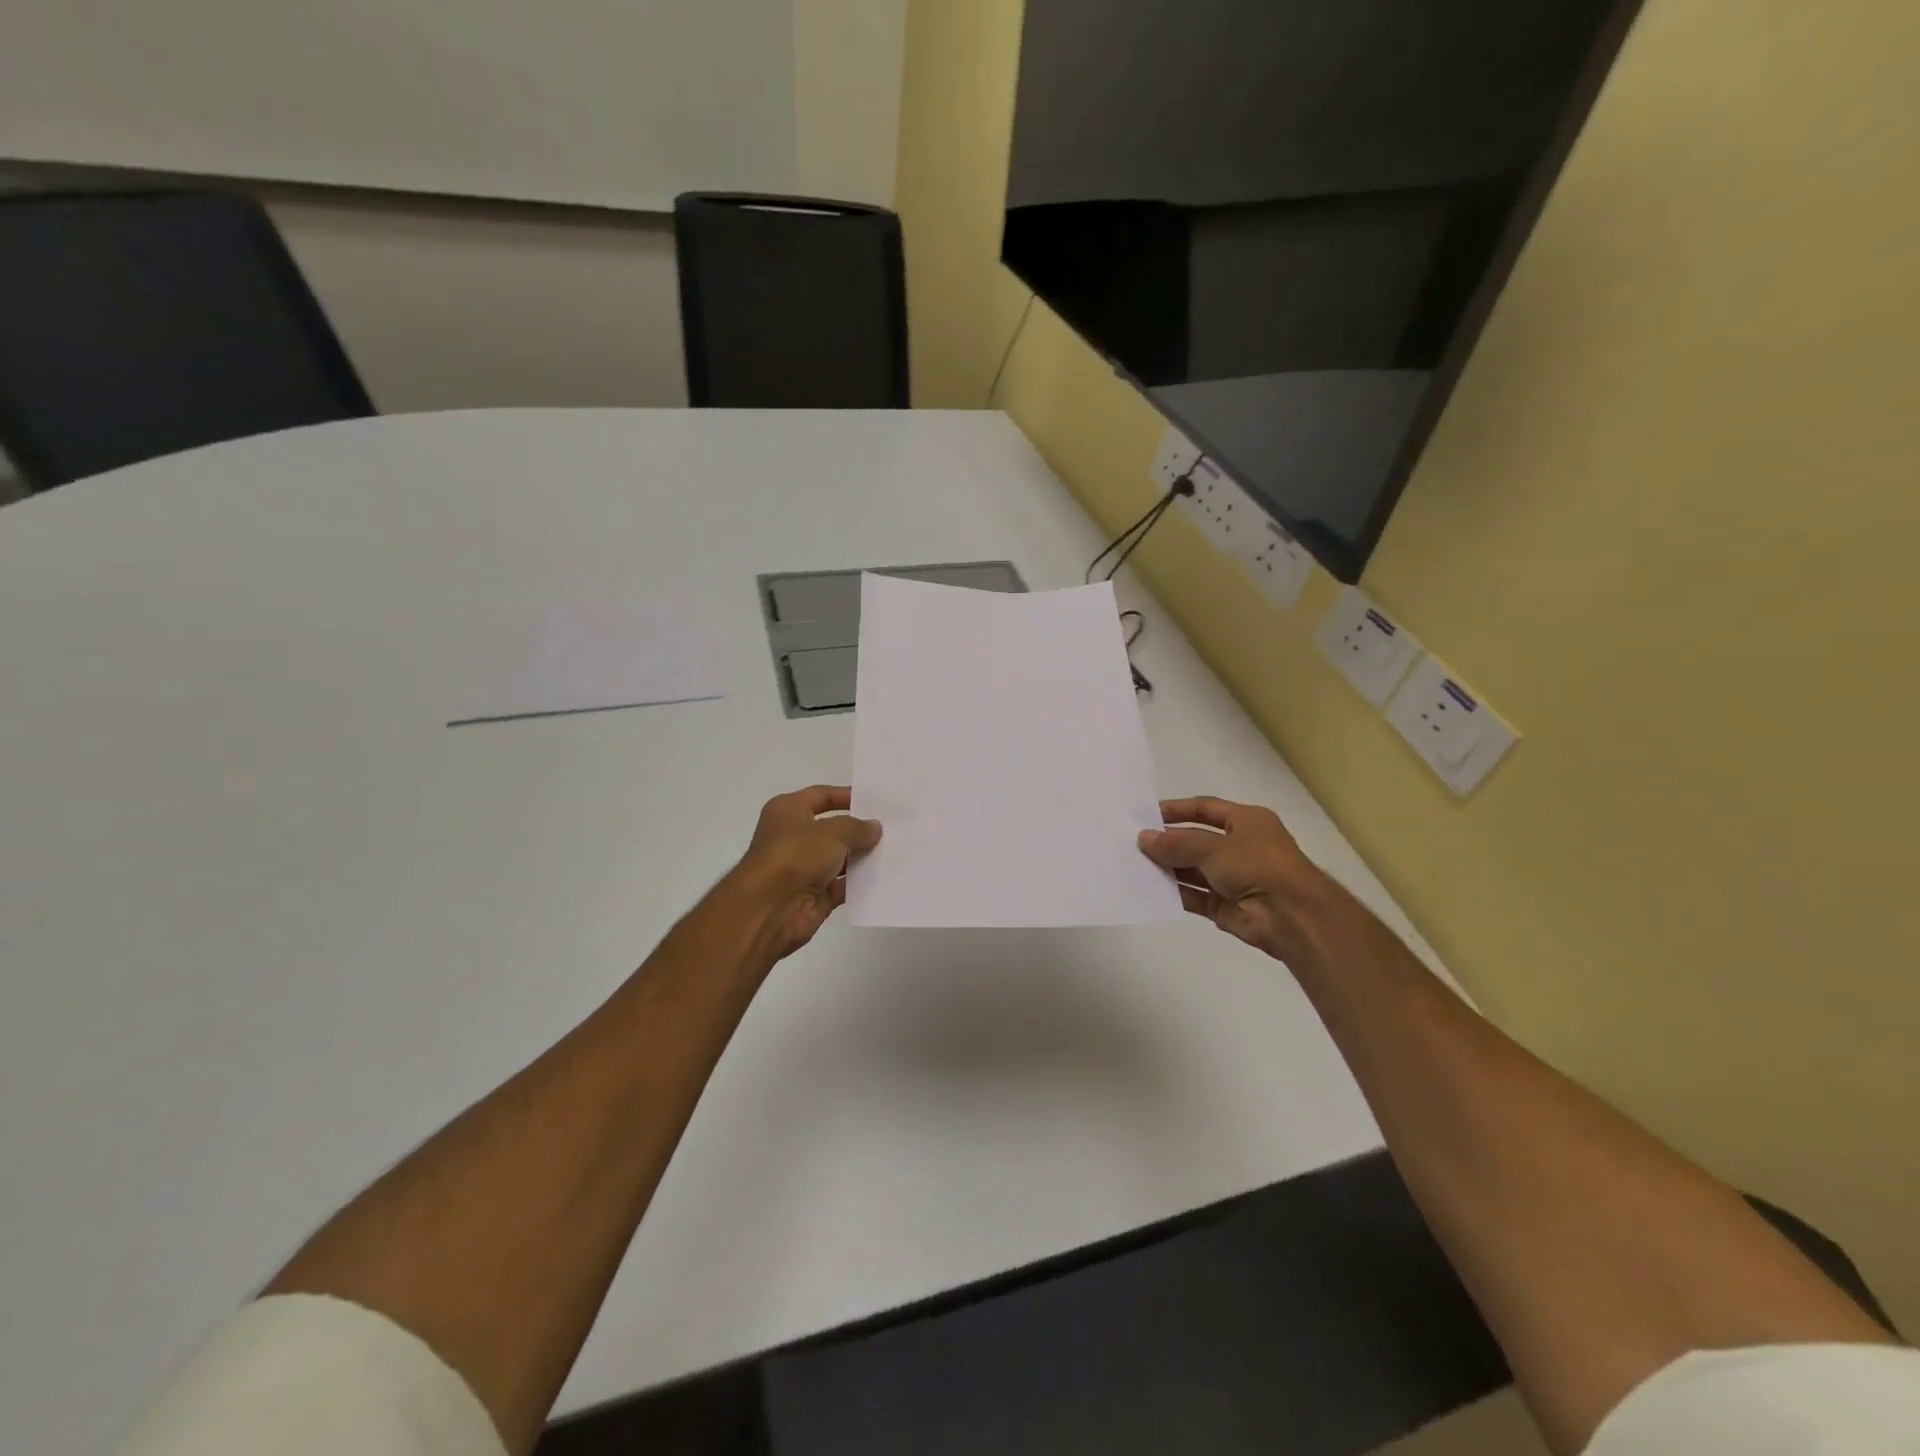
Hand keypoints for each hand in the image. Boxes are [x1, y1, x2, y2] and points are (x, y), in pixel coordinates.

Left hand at [728, 786, 881, 961]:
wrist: (770, 909)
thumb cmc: (795, 856)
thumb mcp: (832, 832)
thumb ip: (857, 827)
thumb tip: (874, 827)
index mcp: (788, 811)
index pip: (821, 796)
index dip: (847, 796)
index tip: (876, 800)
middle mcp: (793, 837)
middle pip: (832, 828)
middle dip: (859, 829)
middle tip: (892, 826)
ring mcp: (803, 867)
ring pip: (839, 858)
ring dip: (862, 856)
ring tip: (895, 849)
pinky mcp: (814, 894)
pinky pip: (842, 885)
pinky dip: (859, 882)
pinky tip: (884, 876)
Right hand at [1138, 797, 1331, 961]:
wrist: (1293, 918)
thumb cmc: (1258, 867)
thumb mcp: (1213, 847)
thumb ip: (1176, 844)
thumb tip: (1143, 838)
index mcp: (1247, 822)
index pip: (1206, 809)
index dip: (1177, 810)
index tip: (1146, 815)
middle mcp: (1242, 847)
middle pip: (1197, 840)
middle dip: (1168, 842)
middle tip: (1134, 843)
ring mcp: (1235, 878)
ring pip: (1194, 870)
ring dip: (1169, 868)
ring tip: (1135, 865)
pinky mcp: (1227, 906)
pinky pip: (1196, 896)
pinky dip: (1176, 893)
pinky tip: (1150, 890)